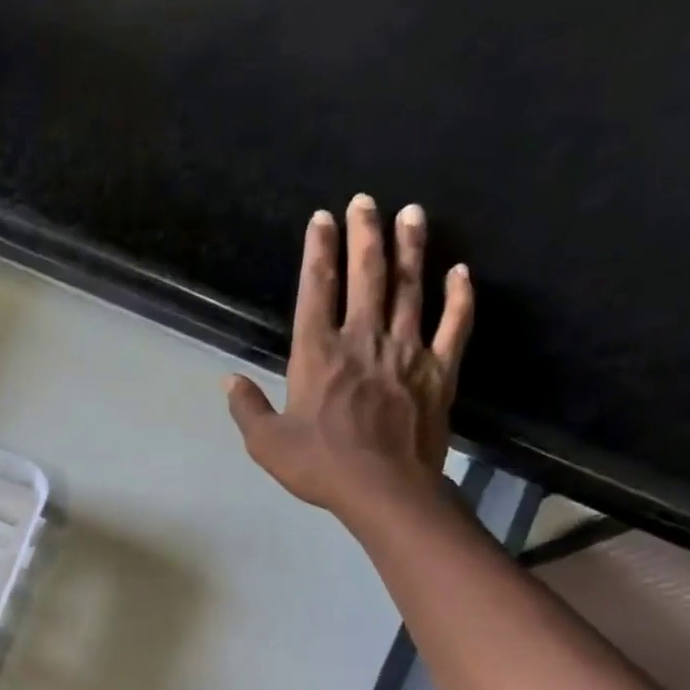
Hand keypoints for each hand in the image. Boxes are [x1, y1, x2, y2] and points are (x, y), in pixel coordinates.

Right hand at [225, 194, 472, 528]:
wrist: (383, 489)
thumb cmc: (319, 465)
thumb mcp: (266, 442)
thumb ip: (247, 407)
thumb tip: (229, 380)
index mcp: (317, 354)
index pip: (316, 290)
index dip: (318, 251)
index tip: (321, 219)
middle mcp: (362, 340)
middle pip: (366, 276)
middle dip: (364, 234)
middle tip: (366, 200)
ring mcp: (406, 352)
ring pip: (410, 289)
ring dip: (410, 249)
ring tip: (411, 214)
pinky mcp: (439, 371)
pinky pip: (454, 325)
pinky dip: (459, 297)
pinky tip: (460, 272)